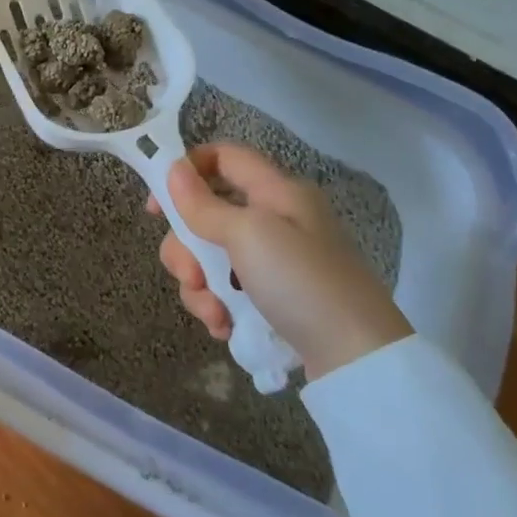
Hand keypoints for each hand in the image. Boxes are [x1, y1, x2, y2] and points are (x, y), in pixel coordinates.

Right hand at [147, 143, 411, 380]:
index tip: (157, 207)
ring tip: (216, 316)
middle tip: (191, 277)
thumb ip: (204, 205)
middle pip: (207, 214)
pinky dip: (219, 306)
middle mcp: (274, 219)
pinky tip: (226, 328)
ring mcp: (274, 261)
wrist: (359, 360)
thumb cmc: (302, 282)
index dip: (186, 170)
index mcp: (276, 191)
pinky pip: (228, 289)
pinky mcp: (274, 297)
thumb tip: (173, 169)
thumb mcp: (248, 236)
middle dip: (187, 248)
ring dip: (200, 286)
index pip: (223, 157)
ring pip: (211, 257)